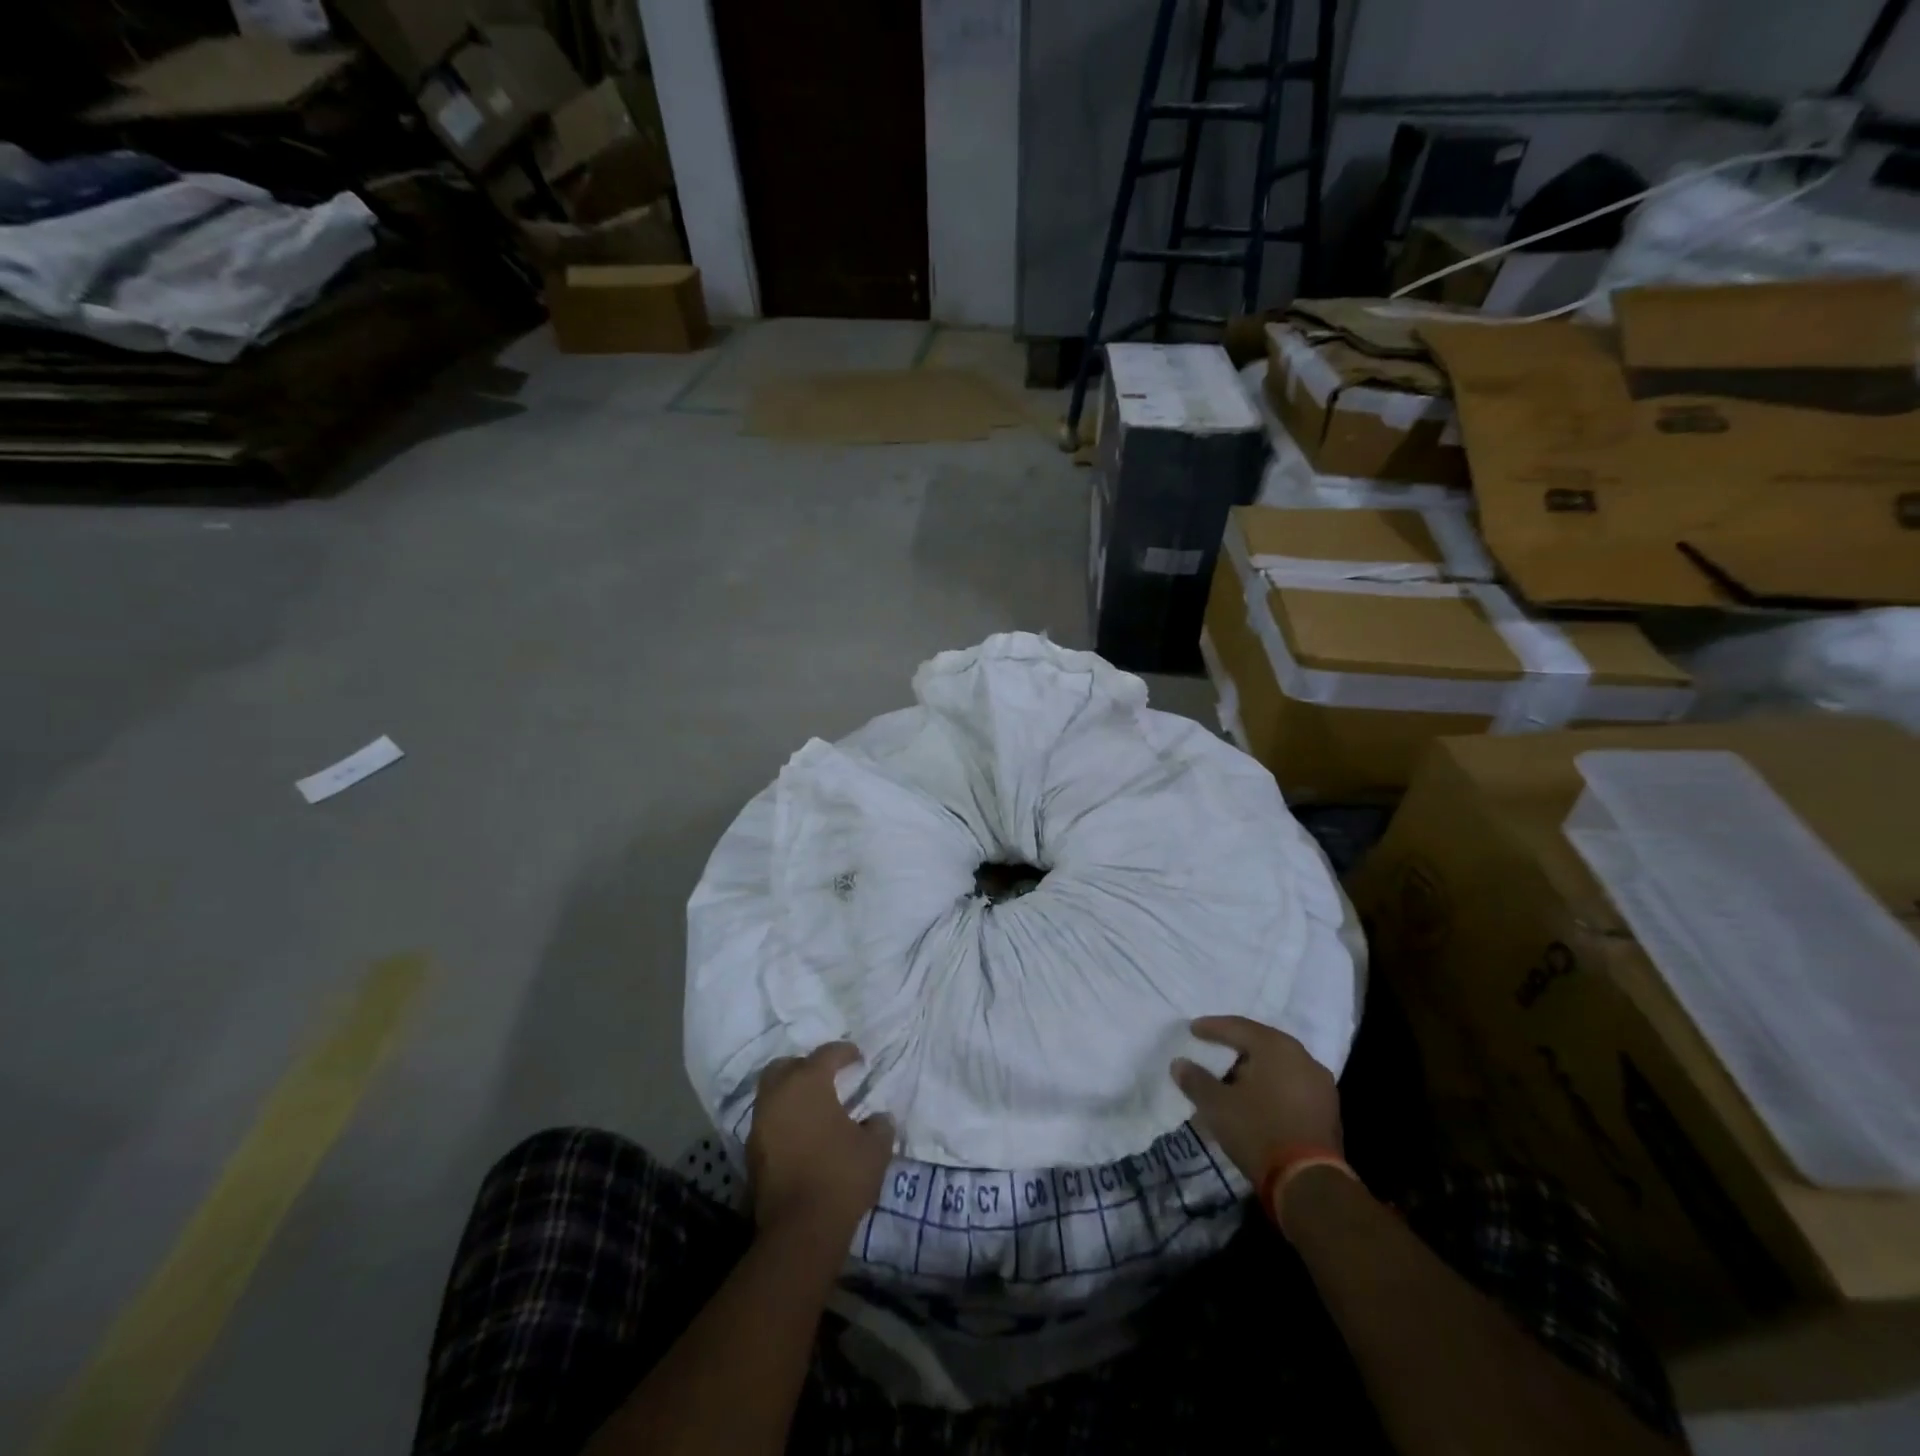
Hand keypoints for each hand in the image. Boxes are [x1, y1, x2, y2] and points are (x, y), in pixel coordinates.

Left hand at [747, 1043, 894, 1243]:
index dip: (845, 1052)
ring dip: (791, 1093)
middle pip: (787, 1066)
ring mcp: (760, 1123)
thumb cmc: (840, 1176)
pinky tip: (801, 1133)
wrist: (800, 1229)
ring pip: (772, 1093)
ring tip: (814, 1106)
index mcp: (808, 1082)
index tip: (858, 1058)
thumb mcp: (875, 1148)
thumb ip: (879, 1125)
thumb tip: (879, 1118)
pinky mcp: (752, 1151)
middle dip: (806, 1066)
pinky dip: (783, 1118)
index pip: (826, 1054)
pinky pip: (768, 1120)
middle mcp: (778, 1094)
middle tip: (827, 1077)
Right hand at [1171, 1016, 1341, 1183]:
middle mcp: (1303, 1057)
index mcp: (1276, 1047)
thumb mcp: (1216, 1105)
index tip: (1193, 1029)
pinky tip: (1255, 1100)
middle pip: (1261, 1044)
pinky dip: (1271, 1087)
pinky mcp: (1328, 1110)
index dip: (1212, 1028)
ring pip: (1279, 1066)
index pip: (1238, 1027)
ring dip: (1254, 1070)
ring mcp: (1320, 1084)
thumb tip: (1179, 1064)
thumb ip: (1196, 1080)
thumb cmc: (1258, 1131)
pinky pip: (1291, 1086)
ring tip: (1232, 1079)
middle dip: (1235, 1048)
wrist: (1309, 1183)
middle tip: (1213, 1050)